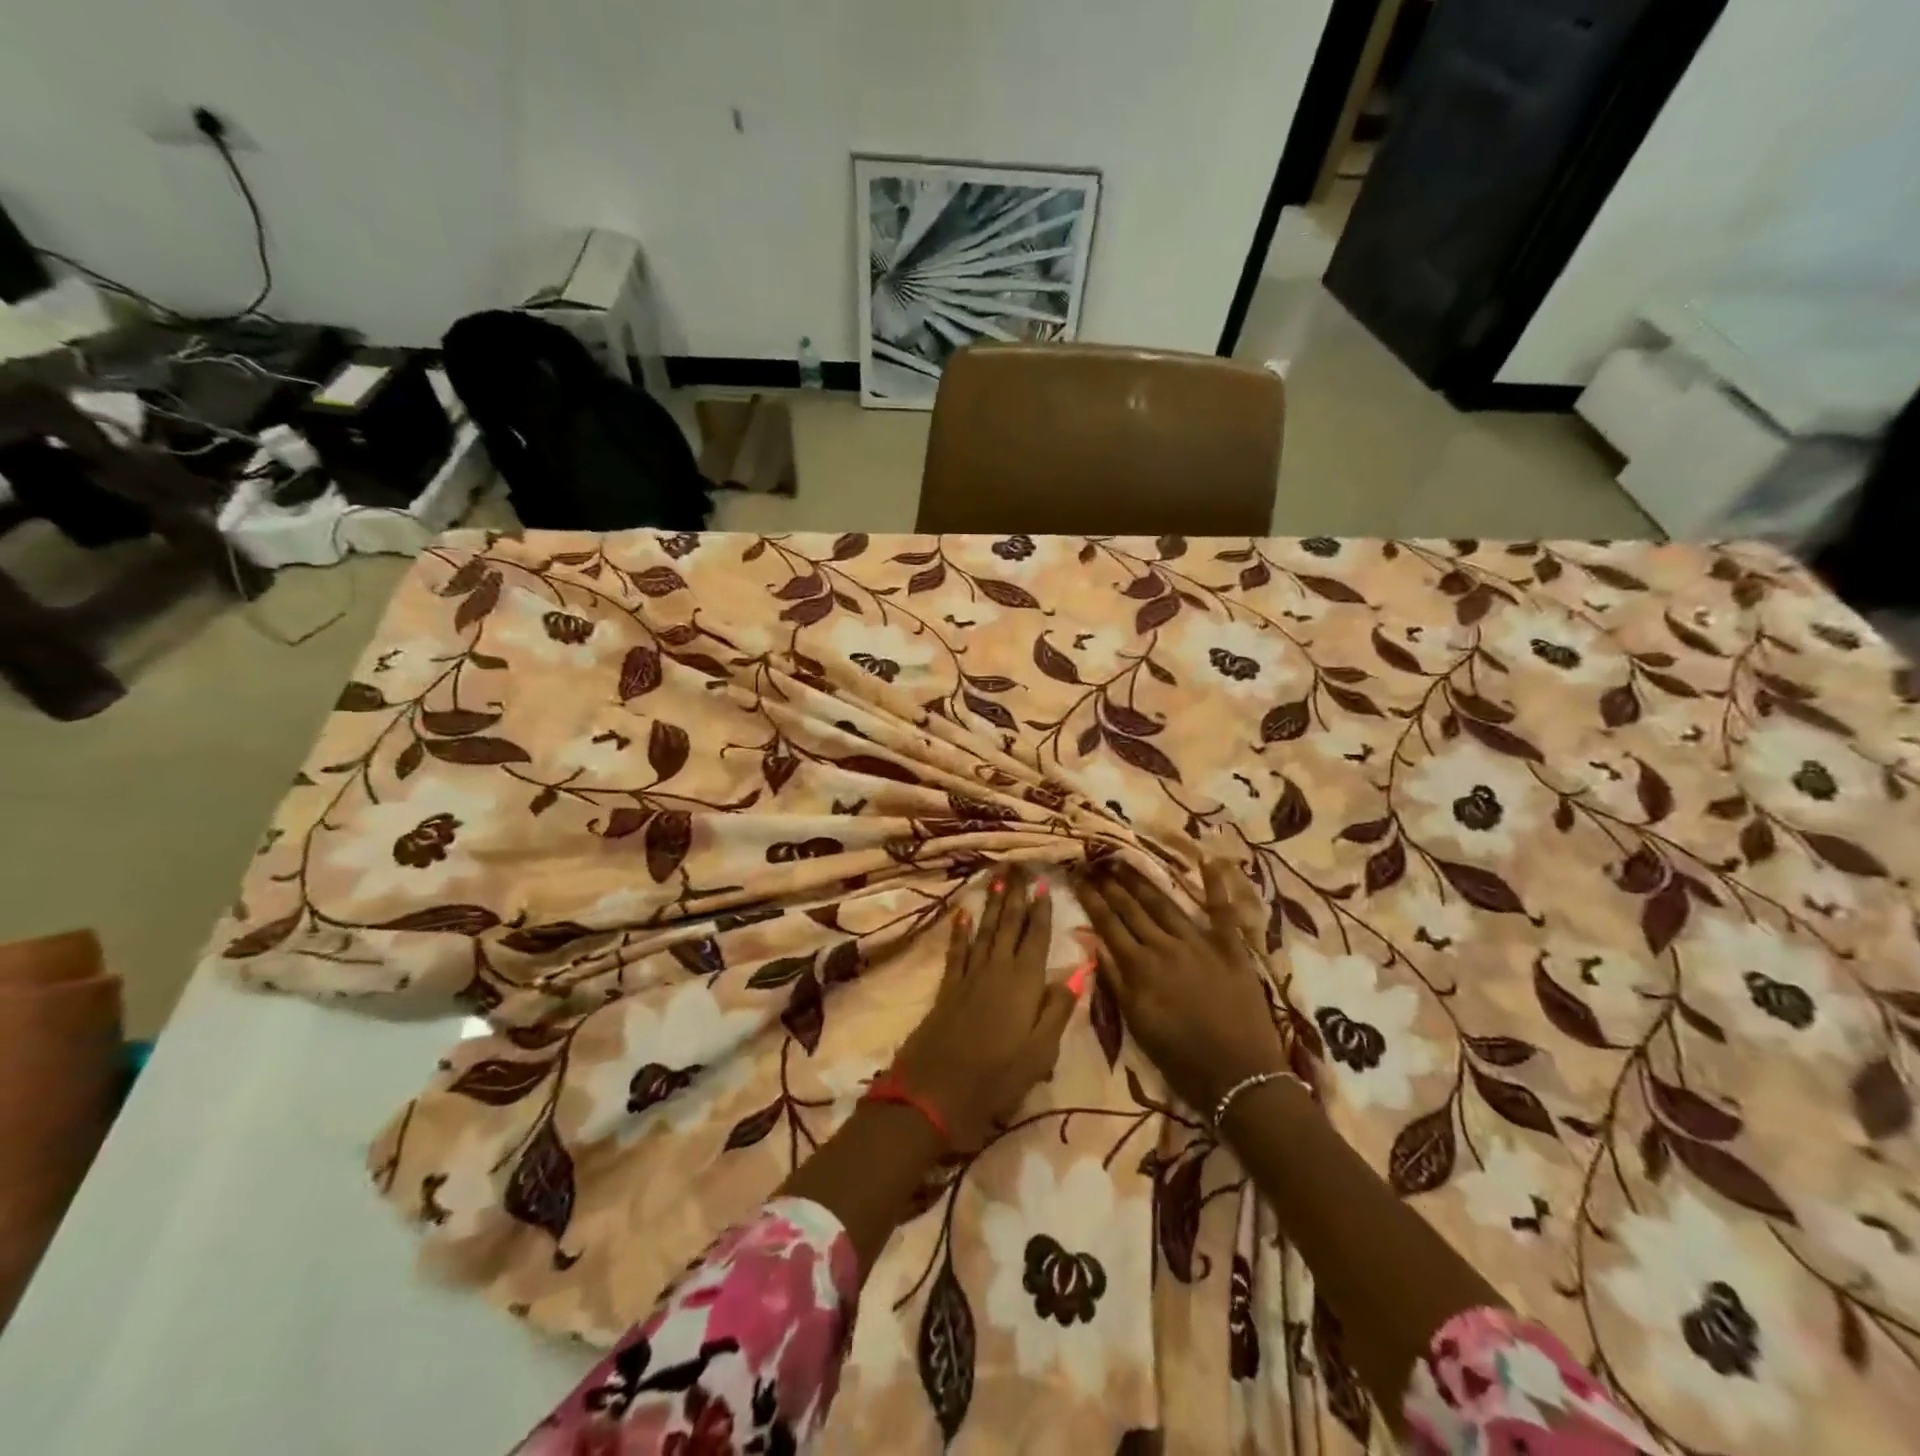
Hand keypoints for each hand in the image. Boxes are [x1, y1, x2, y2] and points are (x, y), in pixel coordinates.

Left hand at [894, 867, 1076, 1149]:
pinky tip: (962, 914)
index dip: (1041, 910)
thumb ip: (1058, 1009)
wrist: (937, 1090)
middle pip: (1009, 925)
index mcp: (1024, 982)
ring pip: (985, 930)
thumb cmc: (998, 1076)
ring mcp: (970, 976)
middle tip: (1019, 866)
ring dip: (992, 904)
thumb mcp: (1041, 1051)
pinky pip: (957, 951)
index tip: (1044, 884)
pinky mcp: (948, 987)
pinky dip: (960, 932)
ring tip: (997, 878)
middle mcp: (997, 969)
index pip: (1036, 937)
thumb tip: (1078, 970)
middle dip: (1015, 895)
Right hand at [1078, 858, 1290, 1114]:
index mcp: (1140, 967)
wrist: (1240, 1078)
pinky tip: (1209, 860)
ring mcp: (1200, 944)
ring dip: (1144, 882)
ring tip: (1127, 861)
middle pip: (1133, 910)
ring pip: (1166, 905)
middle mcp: (1166, 946)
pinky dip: (1216, 886)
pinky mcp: (1231, 949)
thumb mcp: (1137, 1024)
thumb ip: (1115, 981)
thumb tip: (1093, 942)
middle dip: (1112, 885)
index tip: (1078, 877)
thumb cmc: (1181, 1059)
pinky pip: (1222, 912)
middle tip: (1097, 861)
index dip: (1092, 900)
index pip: (1109, 925)